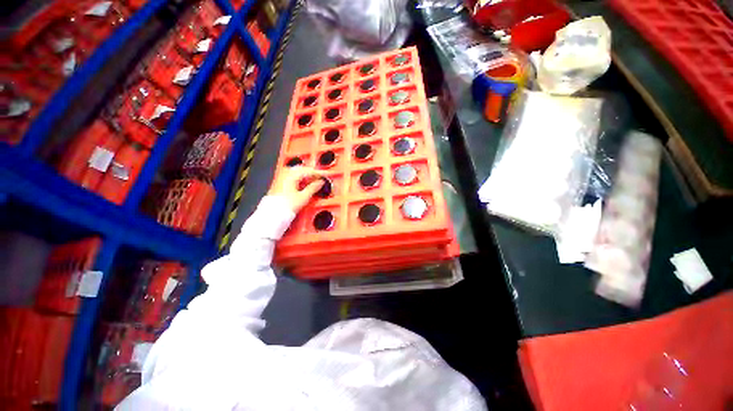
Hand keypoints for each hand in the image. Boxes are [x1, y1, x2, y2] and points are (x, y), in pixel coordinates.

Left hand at [268, 166, 324, 213]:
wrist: (273, 214)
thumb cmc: (287, 205)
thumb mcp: (304, 197)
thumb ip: (313, 188)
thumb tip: (320, 182)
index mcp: (292, 175)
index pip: (308, 171)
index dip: (319, 173)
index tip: (326, 175)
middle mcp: (286, 174)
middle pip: (302, 170)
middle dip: (312, 173)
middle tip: (321, 178)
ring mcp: (282, 179)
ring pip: (297, 173)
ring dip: (306, 176)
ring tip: (314, 182)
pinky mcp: (280, 184)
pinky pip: (293, 178)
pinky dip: (300, 180)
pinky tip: (305, 185)